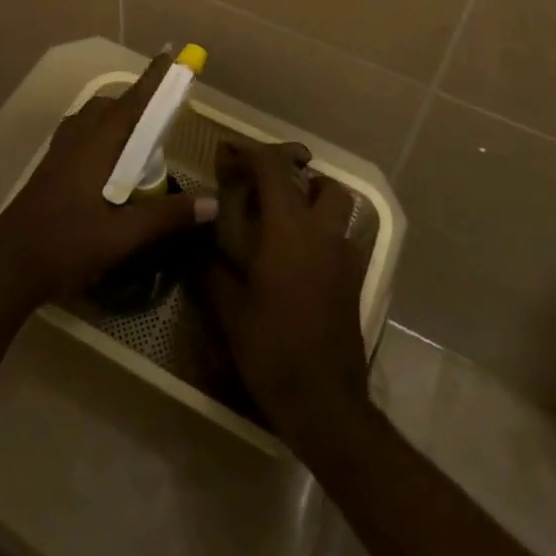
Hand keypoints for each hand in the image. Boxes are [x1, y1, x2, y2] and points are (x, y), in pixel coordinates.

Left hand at [0, 53, 217, 308]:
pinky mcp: (50, 166)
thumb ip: (167, 216)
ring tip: (141, 144)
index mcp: (96, 144)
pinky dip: (102, 136)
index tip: (171, 53)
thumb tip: (213, 202)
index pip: (132, 101)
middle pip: (111, 106)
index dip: (153, 78)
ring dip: (118, 120)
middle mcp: (77, 138)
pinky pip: (82, 135)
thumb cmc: (66, 245)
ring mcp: (59, 151)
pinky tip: (110, 168)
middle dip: (138, 103)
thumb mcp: (123, 236)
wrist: (6, 266)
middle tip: (163, 119)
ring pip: (93, 120)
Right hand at [204, 141, 369, 443]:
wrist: (325, 402)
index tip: (230, 153)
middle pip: (321, 183)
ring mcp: (344, 257)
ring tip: (284, 221)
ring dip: (315, 202)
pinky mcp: (355, 281)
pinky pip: (341, 238)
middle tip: (266, 190)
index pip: (273, 170)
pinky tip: (298, 259)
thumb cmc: (272, 349)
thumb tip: (200, 242)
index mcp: (288, 230)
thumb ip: (212, 268)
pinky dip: (323, 233)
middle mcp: (322, 233)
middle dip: (296, 176)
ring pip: (338, 209)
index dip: (251, 153)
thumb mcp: (229, 309)